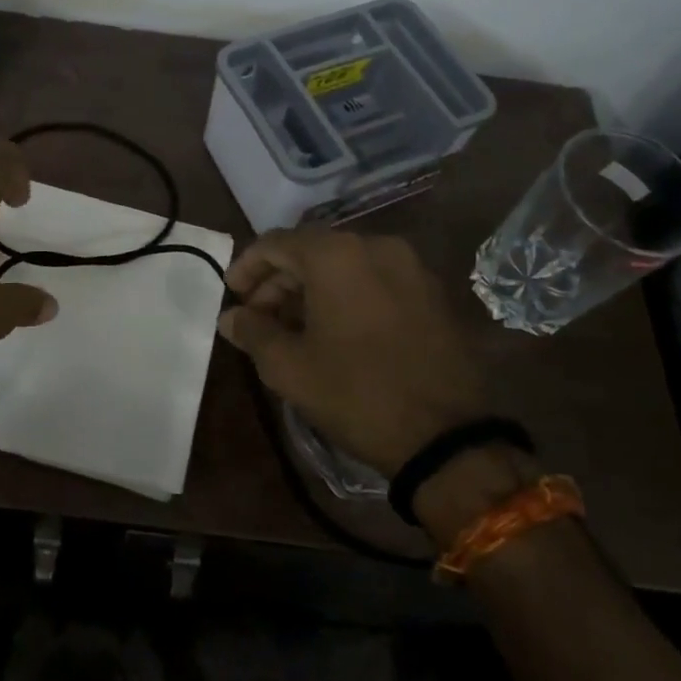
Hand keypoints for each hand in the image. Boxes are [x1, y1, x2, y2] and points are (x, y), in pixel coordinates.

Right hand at [219, 228, 487, 475]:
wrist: (449, 437)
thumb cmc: (356, 394)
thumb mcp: (290, 368)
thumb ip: (253, 332)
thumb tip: (231, 317)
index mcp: (336, 254)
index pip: (276, 243)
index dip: (247, 267)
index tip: (232, 296)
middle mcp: (375, 245)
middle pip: (312, 251)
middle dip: (279, 281)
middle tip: (258, 319)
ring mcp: (410, 266)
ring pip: (345, 265)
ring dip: (312, 290)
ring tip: (293, 330)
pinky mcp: (432, 292)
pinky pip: (375, 280)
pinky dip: (347, 295)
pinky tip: (335, 332)